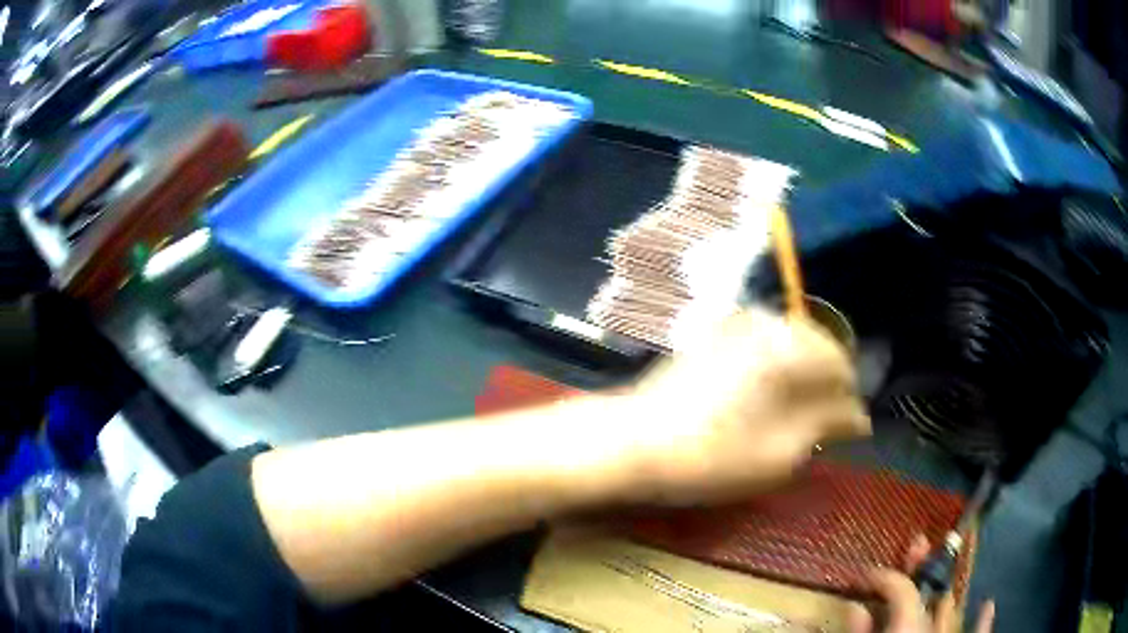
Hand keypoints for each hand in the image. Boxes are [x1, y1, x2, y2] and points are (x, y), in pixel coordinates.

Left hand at [625, 309, 870, 504]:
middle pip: (816, 346)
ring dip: (801, 375)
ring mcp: (733, 326)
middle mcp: (764, 324)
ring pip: (789, 343)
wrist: (630, 442)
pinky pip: (762, 344)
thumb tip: (859, 417)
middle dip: (827, 384)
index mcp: (787, 348)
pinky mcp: (711, 337)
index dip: (849, 398)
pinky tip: (766, 398)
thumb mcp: (779, 452)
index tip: (848, 431)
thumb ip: (825, 425)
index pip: (840, 363)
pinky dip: (775, 368)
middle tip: (824, 426)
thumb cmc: (711, 455)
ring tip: (797, 415)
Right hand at [850, 535, 994, 632]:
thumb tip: (854, 607)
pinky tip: (988, 604)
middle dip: (921, 568)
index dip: (882, 576)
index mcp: (908, 628)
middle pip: (928, 594)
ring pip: (950, 611)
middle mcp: (933, 630)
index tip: (861, 576)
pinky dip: (983, 621)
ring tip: (936, 581)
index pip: (900, 589)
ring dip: (941, 596)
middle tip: (916, 545)